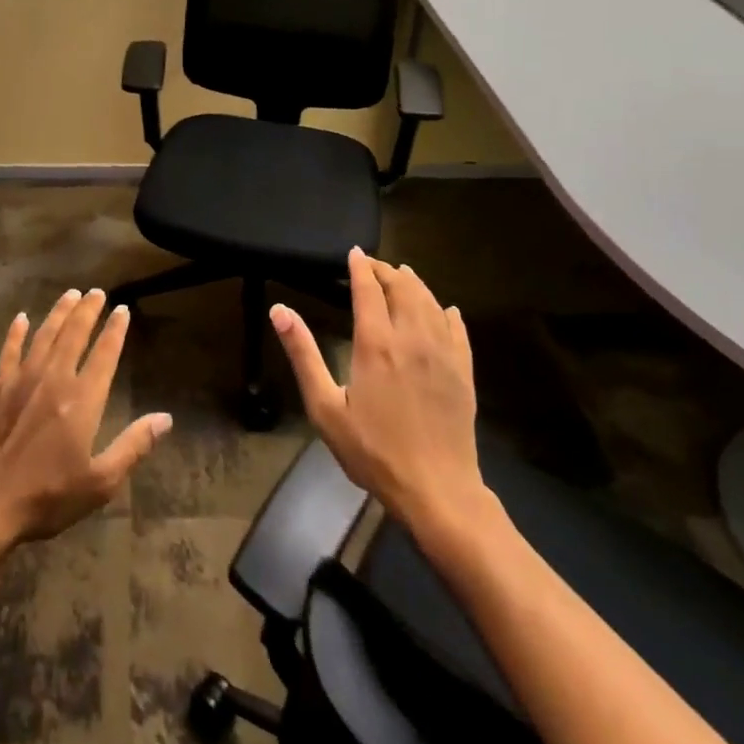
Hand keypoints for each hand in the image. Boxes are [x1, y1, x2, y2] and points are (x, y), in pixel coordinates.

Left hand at [0, 287, 172, 548]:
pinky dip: (17, 333)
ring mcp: (22, 380)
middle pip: (74, 335)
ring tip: (71, 294)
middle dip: (88, 311)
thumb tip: (165, 418)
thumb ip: (133, 446)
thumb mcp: (100, 482)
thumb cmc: (47, 496)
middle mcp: (54, 380)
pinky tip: (21, 318)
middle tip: (97, 291)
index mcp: (83, 400)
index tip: (123, 309)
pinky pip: (10, 351)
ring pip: (45, 335)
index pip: (104, 355)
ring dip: (59, 313)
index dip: (115, 330)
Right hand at [270, 248, 496, 543]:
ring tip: (402, 276)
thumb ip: (303, 354)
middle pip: (403, 287)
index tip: (353, 253)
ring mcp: (443, 353)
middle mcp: (412, 338)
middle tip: (372, 265)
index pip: (369, 289)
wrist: (436, 489)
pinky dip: (446, 312)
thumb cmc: (372, 451)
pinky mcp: (463, 372)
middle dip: (387, 270)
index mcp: (376, 343)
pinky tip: (444, 310)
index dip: (360, 267)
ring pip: (431, 302)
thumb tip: (279, 309)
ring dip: (414, 284)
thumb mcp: (325, 406)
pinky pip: (457, 329)